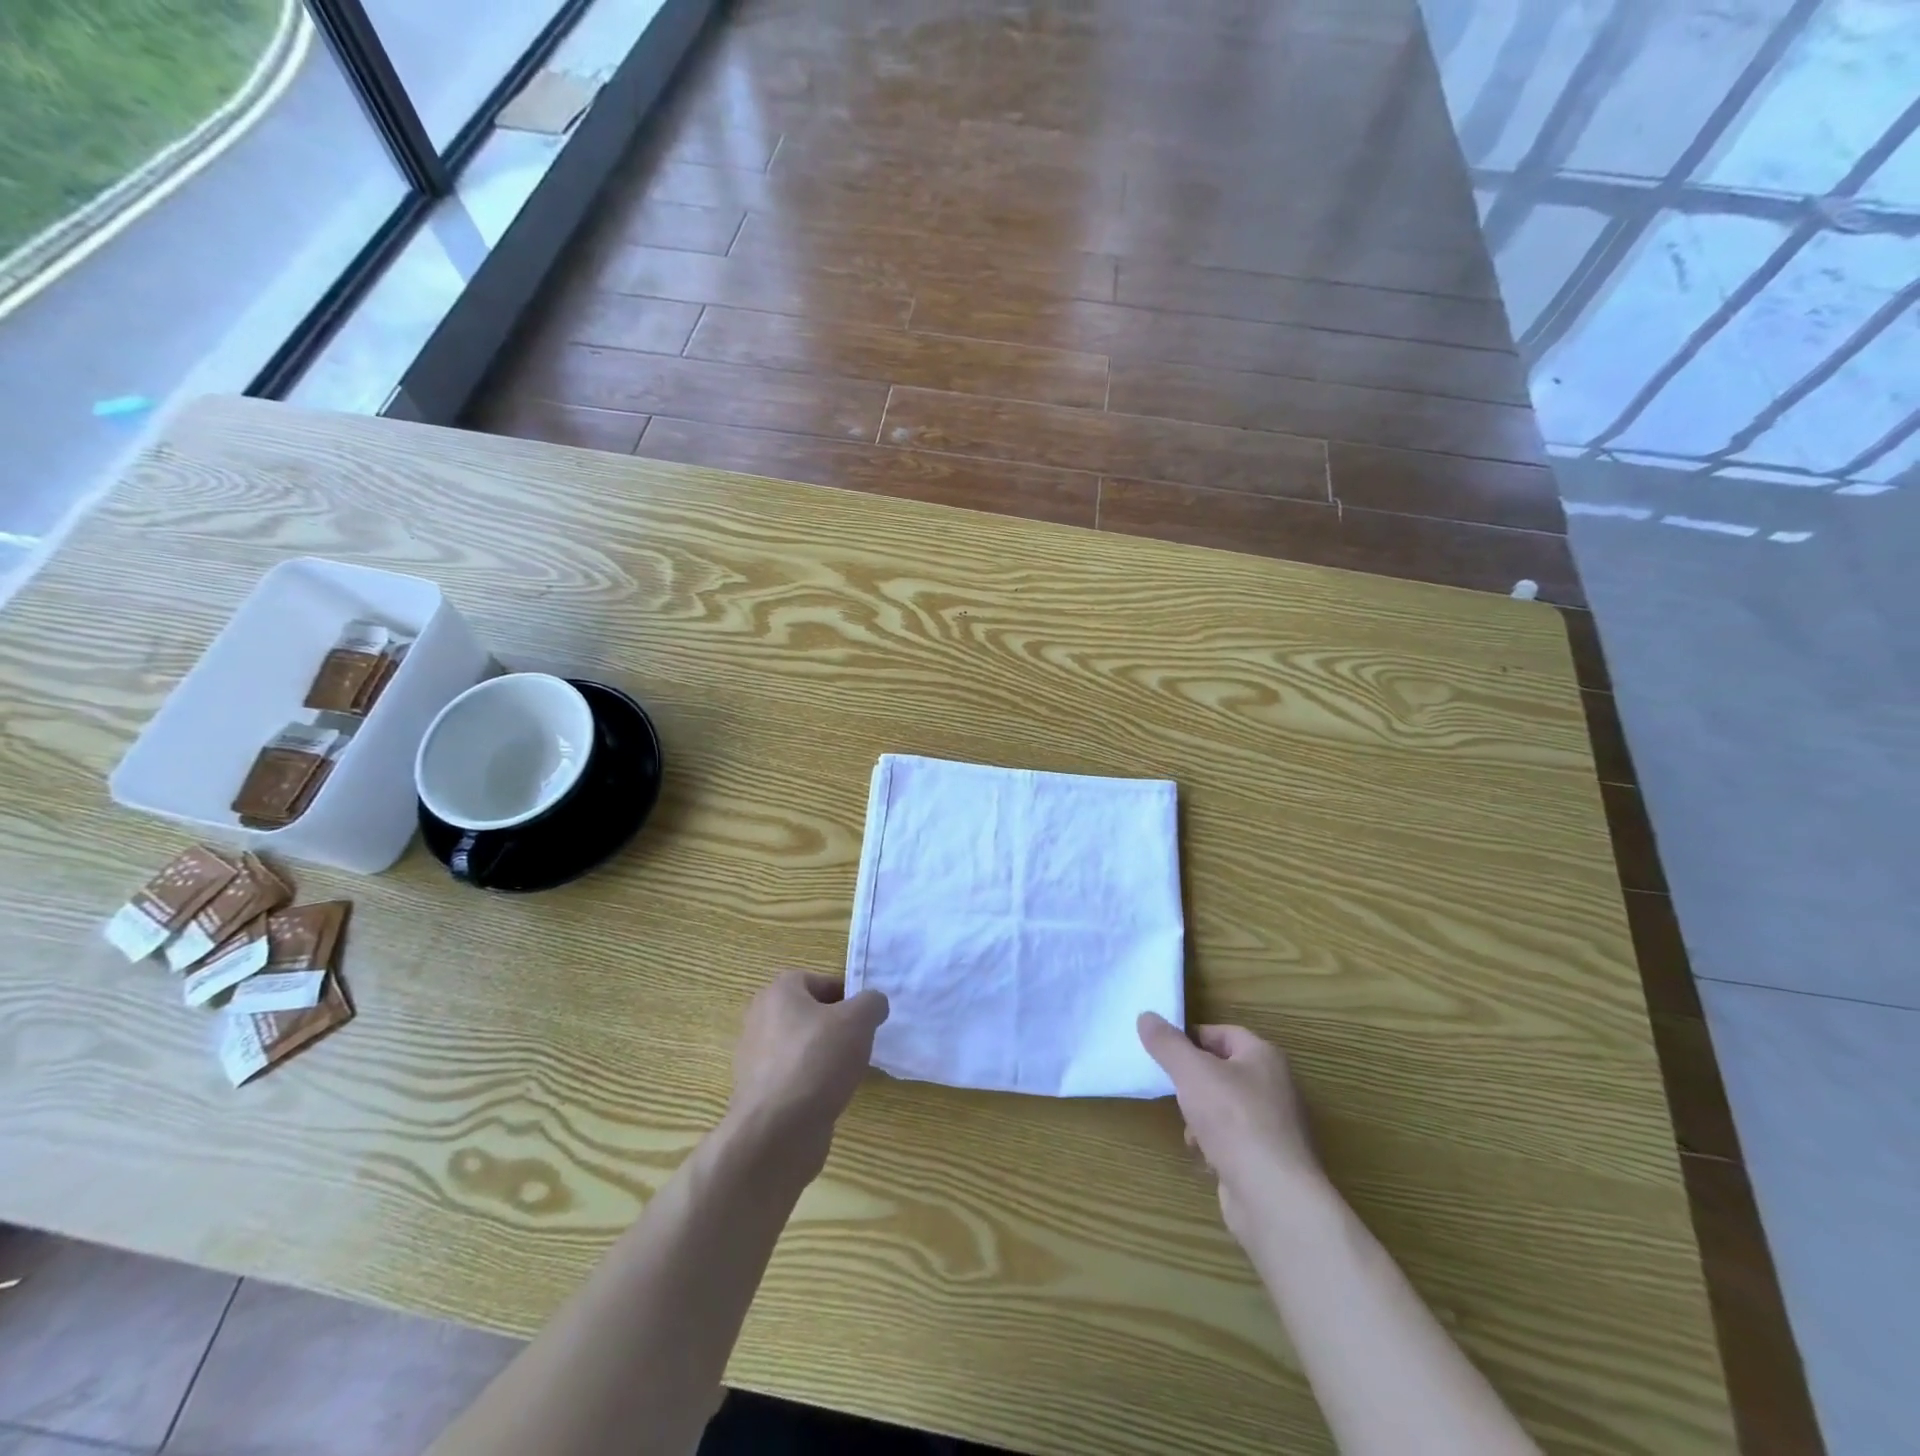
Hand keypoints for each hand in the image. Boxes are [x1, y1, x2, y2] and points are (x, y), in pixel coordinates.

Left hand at [727, 970, 888, 1178]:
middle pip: (808, 1013)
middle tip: (858, 1041)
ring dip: (824, 1056)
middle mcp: (760, 1019)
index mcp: (778, 993)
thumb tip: (873, 1004)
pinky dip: (811, 1082)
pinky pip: (793, 1076)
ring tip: (846, 1072)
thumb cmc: (817, 1061)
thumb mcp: (858, 1020)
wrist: (776, 1132)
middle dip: (835, 1026)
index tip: (865, 1016)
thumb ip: (872, 1003)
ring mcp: (755, 1058)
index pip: (817, 980)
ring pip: (801, 1046)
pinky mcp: (758, 1093)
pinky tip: (828, 1096)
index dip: (845, 994)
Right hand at [1138, 1013, 1325, 1239]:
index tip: (1165, 1051)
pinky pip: (1235, 1140)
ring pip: (1225, 1108)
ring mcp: (1275, 1126)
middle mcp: (1275, 1086)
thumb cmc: (1234, 1120)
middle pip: (1223, 1071)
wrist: (1273, 1197)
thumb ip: (1167, 1043)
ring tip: (1189, 1130)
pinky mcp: (1270, 1160)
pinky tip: (1205, 1157)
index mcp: (1263, 1057)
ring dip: (1200, 1117)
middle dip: (1194, 1083)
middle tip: (1174, 1090)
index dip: (1192, 1038)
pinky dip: (1216, 1144)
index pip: (1223, 1033)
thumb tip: (1146, 1016)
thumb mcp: (1191, 1072)